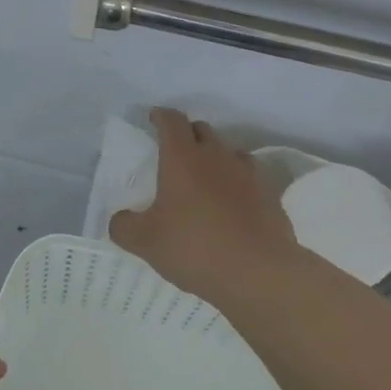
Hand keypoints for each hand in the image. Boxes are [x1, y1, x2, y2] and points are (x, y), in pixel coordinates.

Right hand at [111, 108, 297, 308]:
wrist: (259, 273)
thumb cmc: (195, 248)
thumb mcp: (145, 242)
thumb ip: (124, 226)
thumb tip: (121, 219)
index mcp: (183, 158)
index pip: (172, 121)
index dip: (161, 116)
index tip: (154, 119)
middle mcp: (216, 156)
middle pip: (202, 130)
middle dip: (187, 134)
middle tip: (174, 153)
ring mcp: (247, 174)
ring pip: (228, 151)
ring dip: (214, 157)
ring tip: (205, 179)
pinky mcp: (270, 195)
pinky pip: (249, 177)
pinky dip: (237, 182)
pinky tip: (231, 204)